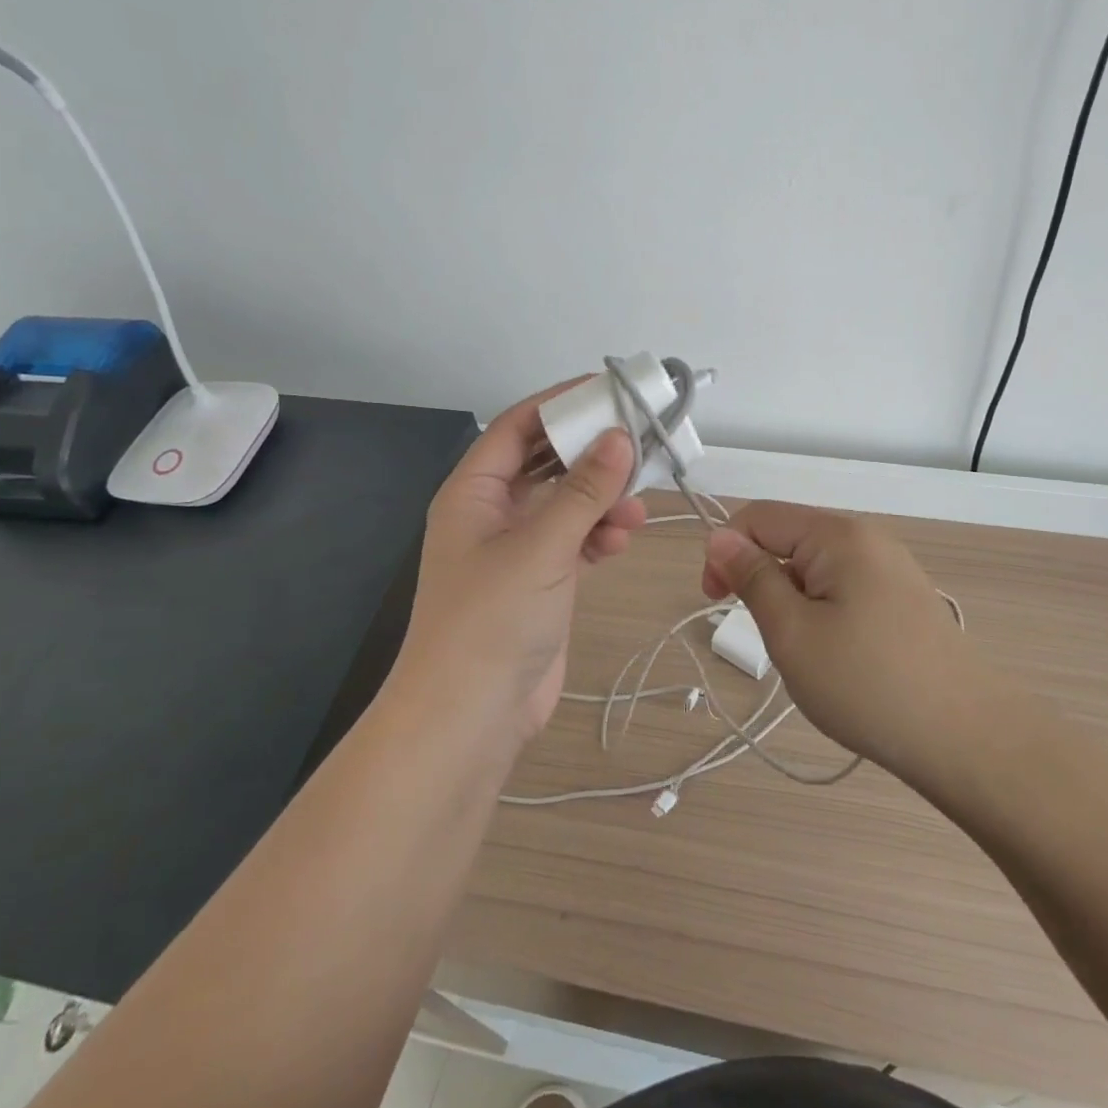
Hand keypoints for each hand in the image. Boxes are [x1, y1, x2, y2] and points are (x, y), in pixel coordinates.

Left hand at [396, 382, 645, 746]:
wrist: (470, 717)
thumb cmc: (491, 620)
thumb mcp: (540, 547)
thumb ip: (583, 491)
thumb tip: (619, 435)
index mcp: (474, 492)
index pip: (516, 427)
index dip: (558, 404)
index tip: (607, 390)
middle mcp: (493, 512)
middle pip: (545, 462)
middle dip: (588, 453)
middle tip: (637, 440)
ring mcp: (518, 548)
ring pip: (566, 502)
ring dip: (601, 498)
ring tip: (635, 505)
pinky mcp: (542, 580)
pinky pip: (576, 539)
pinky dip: (600, 533)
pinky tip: (624, 537)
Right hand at [701, 502, 972, 780]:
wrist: (967, 739)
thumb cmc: (867, 684)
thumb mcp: (792, 632)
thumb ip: (752, 578)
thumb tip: (719, 537)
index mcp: (838, 535)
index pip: (759, 517)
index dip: (725, 551)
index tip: (715, 601)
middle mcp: (867, 538)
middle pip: (789, 539)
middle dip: (763, 580)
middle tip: (771, 639)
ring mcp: (892, 568)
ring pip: (815, 569)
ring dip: (793, 602)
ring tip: (808, 655)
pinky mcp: (904, 599)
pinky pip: (844, 589)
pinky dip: (823, 614)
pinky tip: (839, 659)